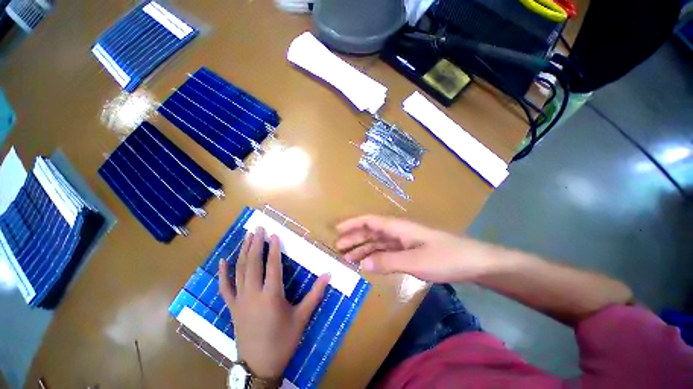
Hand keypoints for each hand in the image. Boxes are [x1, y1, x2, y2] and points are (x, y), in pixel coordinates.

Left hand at [219, 227, 329, 378]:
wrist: (259, 367)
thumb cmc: (283, 341)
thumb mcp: (302, 317)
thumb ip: (315, 294)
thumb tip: (328, 274)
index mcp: (271, 295)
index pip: (272, 266)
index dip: (274, 249)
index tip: (274, 235)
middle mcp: (253, 294)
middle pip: (253, 263)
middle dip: (256, 244)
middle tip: (259, 229)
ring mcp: (240, 300)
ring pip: (240, 271)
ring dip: (244, 252)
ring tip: (247, 236)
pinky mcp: (232, 308)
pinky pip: (225, 288)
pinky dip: (223, 273)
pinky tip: (223, 261)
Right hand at [336, 215, 497, 282]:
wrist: (473, 262)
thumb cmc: (445, 257)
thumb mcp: (414, 261)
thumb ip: (387, 262)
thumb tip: (362, 264)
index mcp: (398, 228)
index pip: (370, 221)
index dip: (353, 223)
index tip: (338, 230)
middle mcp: (398, 232)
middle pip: (371, 231)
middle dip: (354, 238)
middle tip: (339, 248)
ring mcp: (404, 242)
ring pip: (378, 242)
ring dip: (363, 248)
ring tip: (349, 258)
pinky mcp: (409, 251)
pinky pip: (387, 252)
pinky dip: (376, 256)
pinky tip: (369, 264)